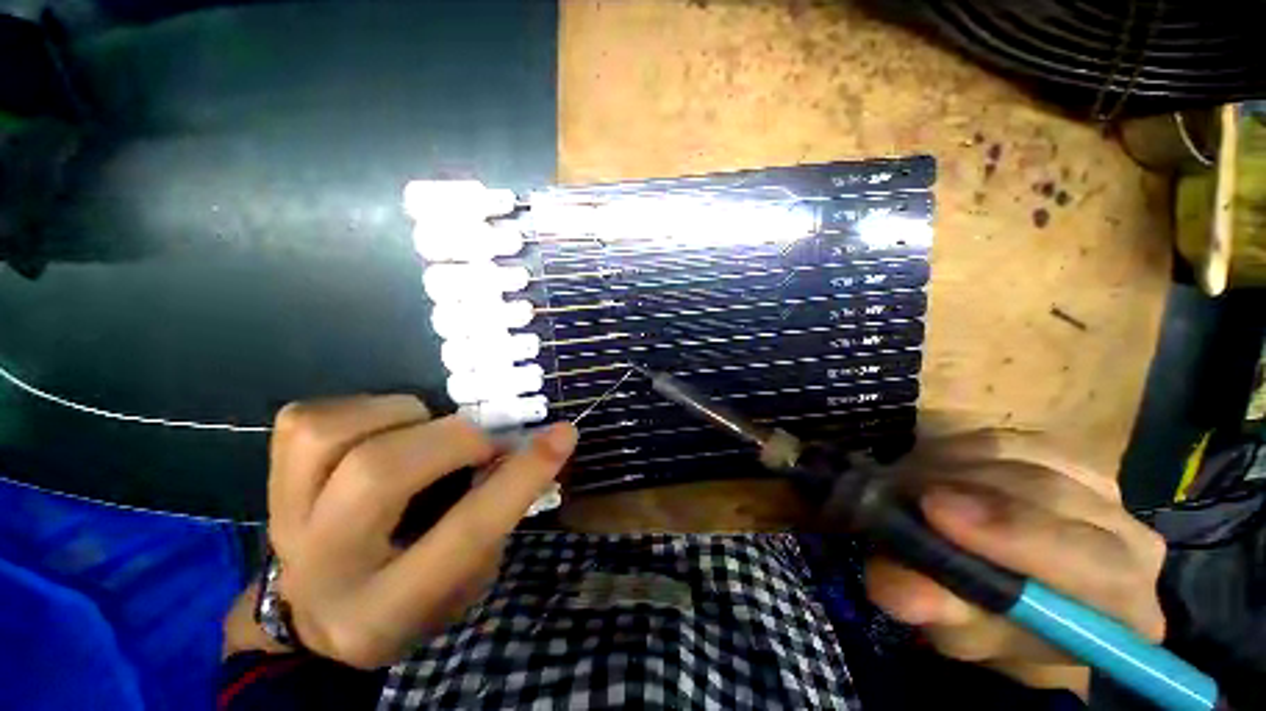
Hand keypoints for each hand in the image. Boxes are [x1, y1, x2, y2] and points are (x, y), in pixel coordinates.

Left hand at [261, 395, 576, 668]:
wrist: (321, 612)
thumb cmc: (412, 598)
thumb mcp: (469, 574)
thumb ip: (496, 512)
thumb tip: (520, 447)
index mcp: (386, 608)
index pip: (466, 531)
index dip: (522, 475)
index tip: (564, 434)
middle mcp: (323, 565)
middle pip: (380, 474)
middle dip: (453, 440)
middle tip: (481, 442)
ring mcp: (284, 518)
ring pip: (331, 436)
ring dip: (402, 417)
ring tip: (425, 432)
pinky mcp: (270, 481)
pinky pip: (308, 419)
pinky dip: (361, 410)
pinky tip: (384, 429)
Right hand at [864, 431, 1166, 694]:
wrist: (1000, 588)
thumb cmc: (989, 624)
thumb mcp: (958, 632)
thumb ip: (942, 615)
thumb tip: (910, 594)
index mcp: (1123, 610)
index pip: (1097, 567)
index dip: (1017, 536)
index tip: (935, 514)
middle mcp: (1129, 543)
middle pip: (1056, 499)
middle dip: (973, 494)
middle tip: (907, 493)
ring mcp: (1098, 490)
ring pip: (1022, 461)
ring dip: (952, 471)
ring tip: (906, 487)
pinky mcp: (1059, 455)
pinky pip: (1001, 441)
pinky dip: (954, 452)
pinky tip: (928, 471)